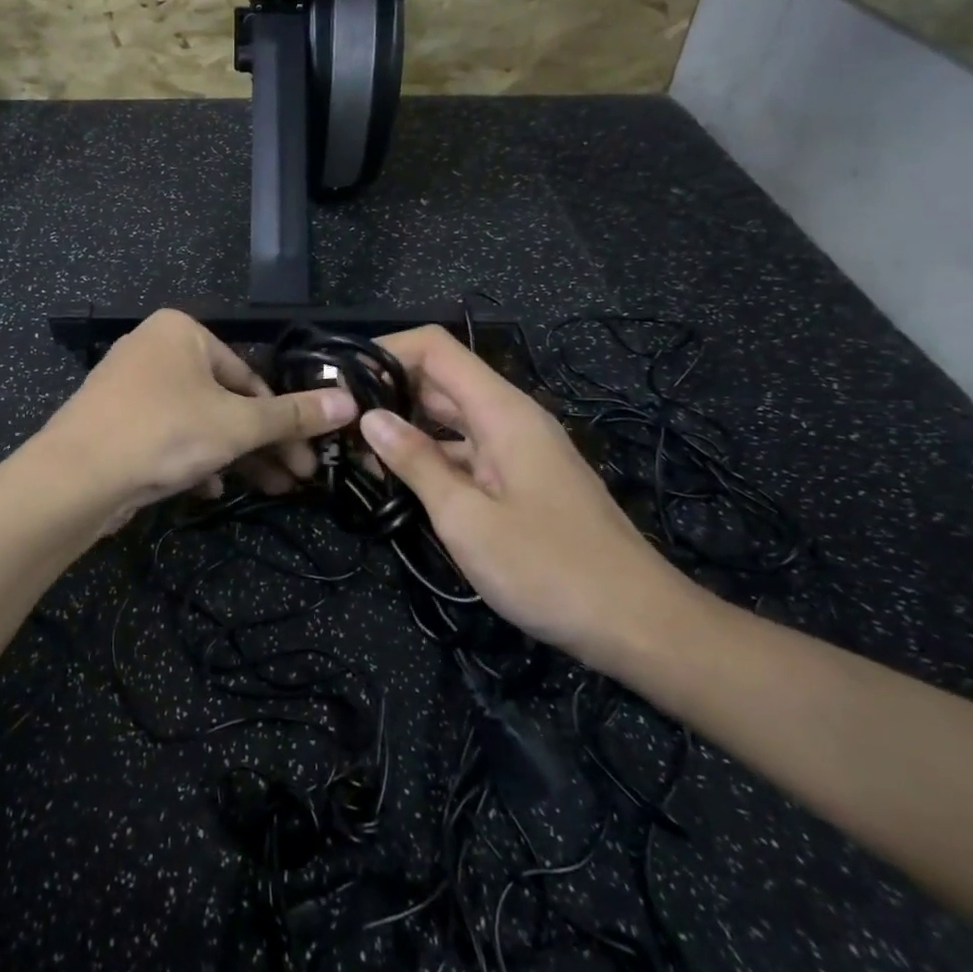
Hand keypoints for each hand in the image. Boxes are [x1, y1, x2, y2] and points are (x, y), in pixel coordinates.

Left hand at [32, 309, 357, 526]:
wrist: (73, 478)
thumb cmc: (163, 433)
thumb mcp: (237, 424)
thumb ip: (293, 416)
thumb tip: (349, 403)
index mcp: (181, 332)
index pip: (249, 375)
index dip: (283, 419)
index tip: (308, 455)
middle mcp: (154, 350)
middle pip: (225, 400)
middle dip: (263, 443)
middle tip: (297, 479)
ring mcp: (130, 387)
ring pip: (198, 422)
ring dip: (234, 456)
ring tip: (268, 490)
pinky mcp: (115, 422)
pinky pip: (167, 436)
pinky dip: (193, 459)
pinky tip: (209, 489)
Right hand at [359, 326, 698, 667]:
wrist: (637, 623)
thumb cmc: (549, 569)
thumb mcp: (467, 518)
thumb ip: (416, 462)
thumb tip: (370, 418)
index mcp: (501, 411)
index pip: (436, 348)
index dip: (388, 350)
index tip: (343, 379)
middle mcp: (509, 418)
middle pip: (440, 379)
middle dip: (386, 391)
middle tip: (335, 421)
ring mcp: (516, 449)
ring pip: (449, 418)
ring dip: (403, 427)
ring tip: (352, 451)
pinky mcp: (518, 479)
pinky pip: (464, 451)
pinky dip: (428, 457)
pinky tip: (394, 481)